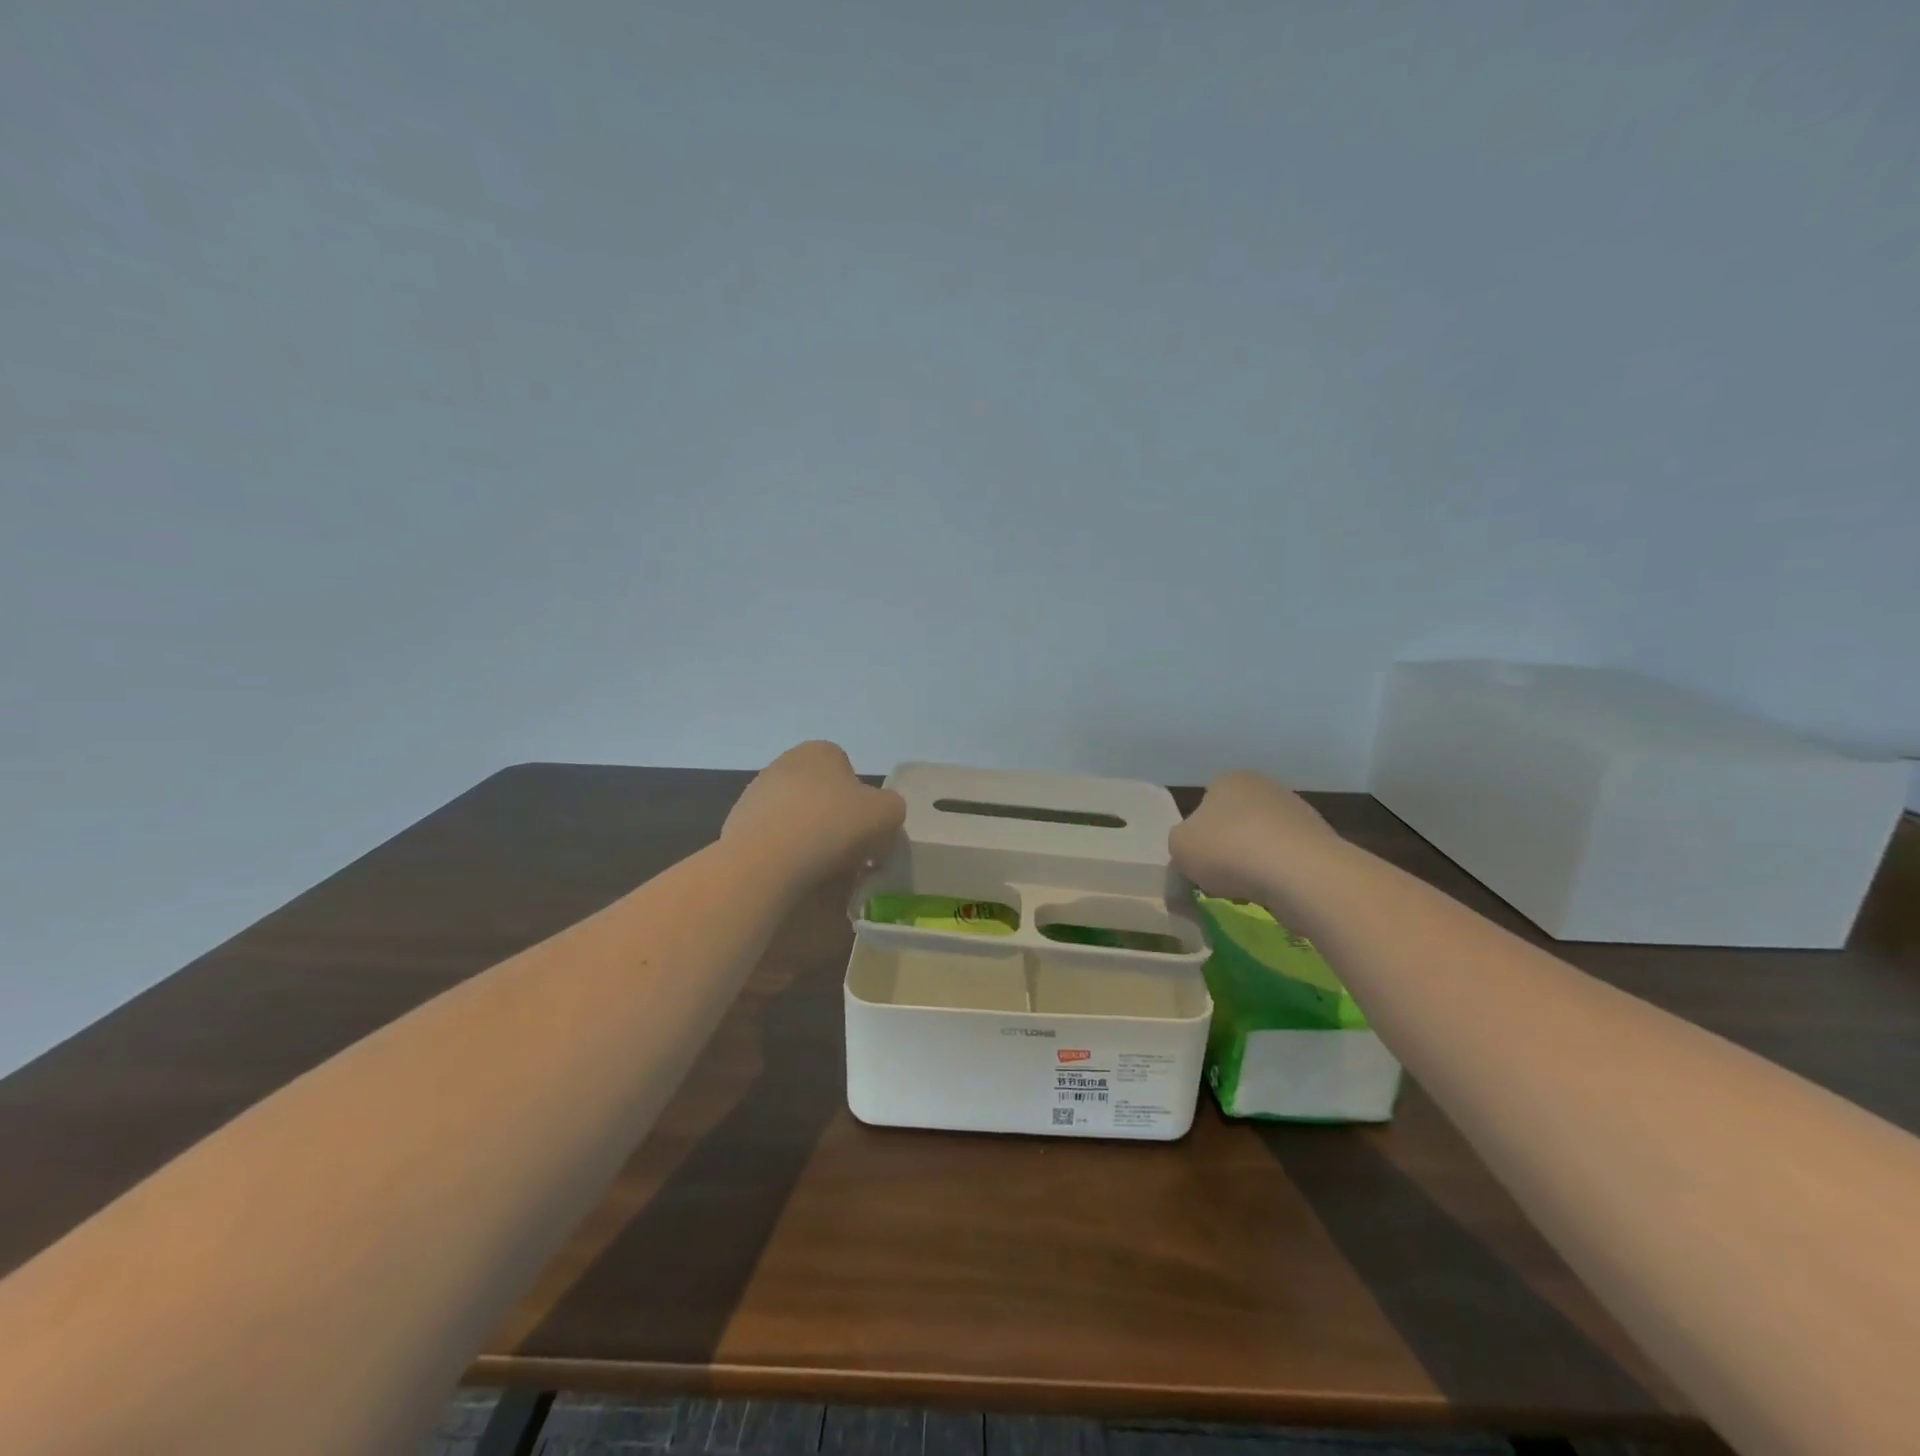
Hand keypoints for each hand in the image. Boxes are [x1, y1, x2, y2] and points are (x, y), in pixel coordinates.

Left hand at [723, 741, 906, 889]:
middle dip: (833, 818)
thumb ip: (891, 808)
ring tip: (818, 868)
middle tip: (847, 851)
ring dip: (807, 837)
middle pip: (820, 793)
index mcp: (820, 751)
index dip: (861, 801)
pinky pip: (772, 840)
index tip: (865, 829)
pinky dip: (783, 854)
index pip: (848, 770)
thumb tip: (878, 819)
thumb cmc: (832, 826)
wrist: (766, 862)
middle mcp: (784, 763)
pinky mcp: (736, 826)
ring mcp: (755, 794)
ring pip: (795, 817)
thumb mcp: (888, 813)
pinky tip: (791, 874)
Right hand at [1169, 770, 1340, 904]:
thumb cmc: (1228, 850)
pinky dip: (1279, 876)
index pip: (1205, 804)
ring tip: (1248, 890)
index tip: (1197, 860)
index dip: (1198, 834)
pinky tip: (1274, 893)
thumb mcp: (1179, 848)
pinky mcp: (1321, 842)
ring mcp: (1298, 813)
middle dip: (1228, 848)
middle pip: (1235, 822)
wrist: (1300, 874)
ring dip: (1254, 863)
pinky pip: (1288, 861)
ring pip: (1263, 842)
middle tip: (1219, 877)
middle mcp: (1265, 787)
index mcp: (1229, 780)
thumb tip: (1193, 851)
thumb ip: (1180, 845)